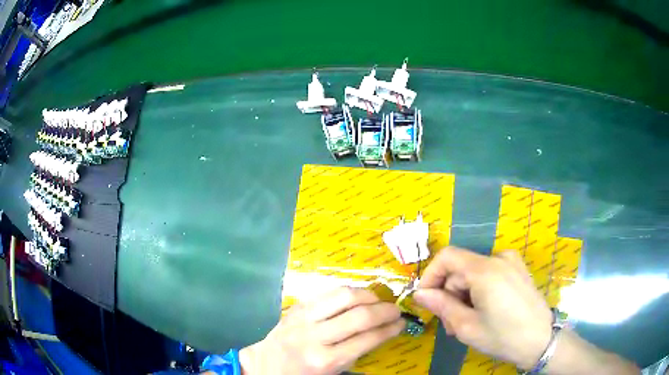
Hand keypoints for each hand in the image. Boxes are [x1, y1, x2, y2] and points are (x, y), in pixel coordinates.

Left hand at [240, 287, 404, 374]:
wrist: (264, 365)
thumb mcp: (331, 373)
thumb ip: (356, 354)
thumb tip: (383, 332)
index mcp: (325, 361)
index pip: (367, 340)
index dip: (389, 329)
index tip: (401, 323)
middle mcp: (314, 337)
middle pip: (359, 315)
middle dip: (385, 311)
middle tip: (396, 310)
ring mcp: (302, 319)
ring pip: (343, 296)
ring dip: (368, 295)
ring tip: (378, 300)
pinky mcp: (296, 307)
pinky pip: (327, 292)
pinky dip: (347, 292)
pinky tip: (356, 297)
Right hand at [414, 247, 552, 369]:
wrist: (541, 341)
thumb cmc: (503, 336)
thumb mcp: (466, 326)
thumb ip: (441, 306)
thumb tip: (420, 293)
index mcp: (485, 269)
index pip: (447, 257)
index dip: (430, 275)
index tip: (425, 299)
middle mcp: (499, 258)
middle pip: (461, 269)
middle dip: (449, 295)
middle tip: (449, 324)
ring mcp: (511, 262)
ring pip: (474, 274)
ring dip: (464, 296)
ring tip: (465, 323)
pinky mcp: (518, 270)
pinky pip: (489, 275)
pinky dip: (479, 291)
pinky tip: (483, 312)